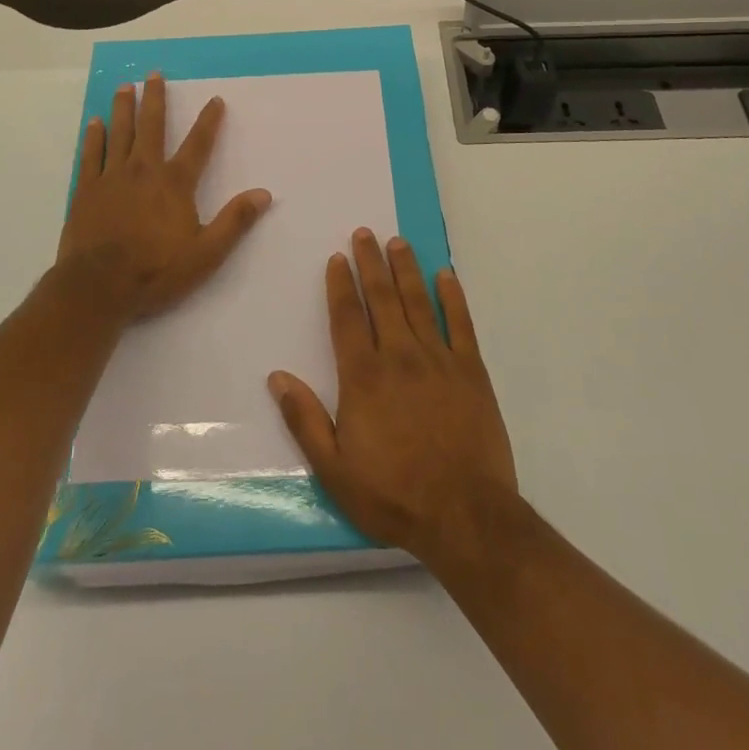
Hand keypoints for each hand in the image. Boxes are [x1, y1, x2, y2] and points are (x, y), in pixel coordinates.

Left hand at [57, 73, 272, 324]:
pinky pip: (91, 154)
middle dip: (155, 99)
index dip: (209, 121)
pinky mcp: (86, 190)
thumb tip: (264, 194)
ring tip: (125, 86)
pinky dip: (94, 136)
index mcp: (175, 183)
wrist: (97, 288)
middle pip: (152, 126)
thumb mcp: (206, 254)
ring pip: (119, 132)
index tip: (215, 100)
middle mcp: (144, 170)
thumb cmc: (155, 271)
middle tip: (154, 74)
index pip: (198, 144)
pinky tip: (95, 122)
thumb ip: (234, 221)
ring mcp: (112, 177)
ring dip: (124, 107)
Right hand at [268, 230, 518, 568]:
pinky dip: (453, 297)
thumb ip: (305, 420)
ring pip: (418, 302)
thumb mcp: (335, 470)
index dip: (340, 285)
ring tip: (398, 242)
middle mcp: (399, 356)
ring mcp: (439, 360)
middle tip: (365, 233)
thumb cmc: (393, 495)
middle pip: (382, 299)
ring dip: (406, 269)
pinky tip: (446, 275)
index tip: (337, 258)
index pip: (347, 318)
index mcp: (364, 377)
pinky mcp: (472, 371)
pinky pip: (461, 324)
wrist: (465, 516)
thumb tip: (277, 377)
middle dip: (371, 263)